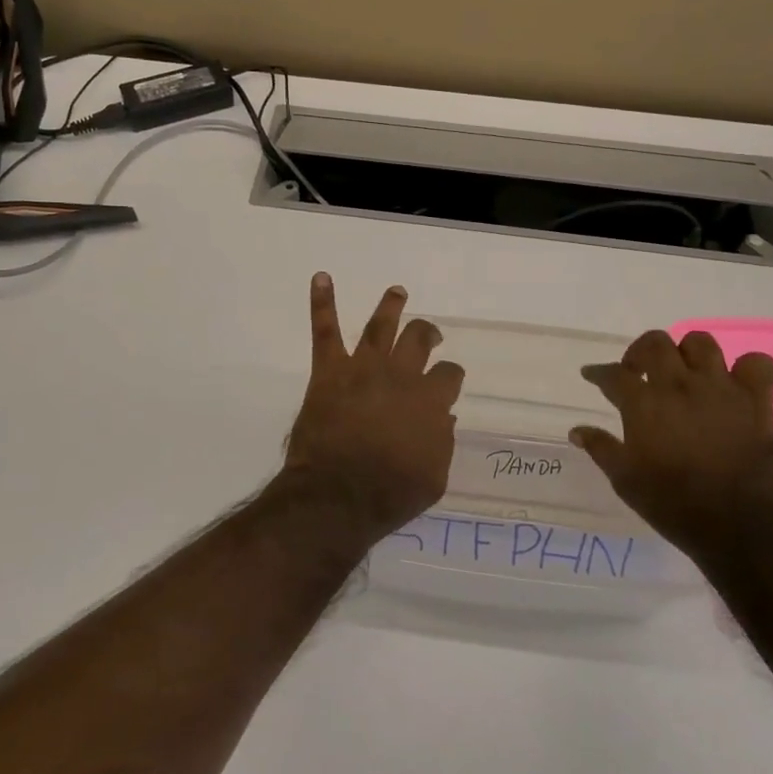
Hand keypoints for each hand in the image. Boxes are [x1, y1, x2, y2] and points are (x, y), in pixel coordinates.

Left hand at [269, 273, 464, 542]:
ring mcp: (363, 368)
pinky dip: (322, 302)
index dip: (450, 376)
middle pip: (418, 339)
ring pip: (380, 326)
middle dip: (426, 333)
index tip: (447, 381)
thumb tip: (444, 417)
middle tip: (427, 333)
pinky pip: (325, 330)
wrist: (338, 495)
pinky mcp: (329, 371)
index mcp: (430, 401)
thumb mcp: (434, 477)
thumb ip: (442, 442)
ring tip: (397, 291)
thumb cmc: (390, 493)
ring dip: (390, 306)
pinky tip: (321, 278)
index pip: (449, 374)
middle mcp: (400, 375)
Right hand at [570, 329, 772, 564]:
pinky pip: (757, 364)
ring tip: (682, 372)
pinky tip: (734, 383)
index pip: (613, 374)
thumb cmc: (674, 504)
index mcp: (644, 403)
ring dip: (686, 352)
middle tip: (637, 372)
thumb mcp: (625, 480)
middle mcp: (679, 385)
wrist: (741, 527)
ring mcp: (721, 389)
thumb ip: (601, 448)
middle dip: (640, 352)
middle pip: (655, 343)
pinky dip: (745, 368)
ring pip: (701, 343)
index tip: (592, 375)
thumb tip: (577, 430)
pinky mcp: (757, 402)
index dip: (598, 372)